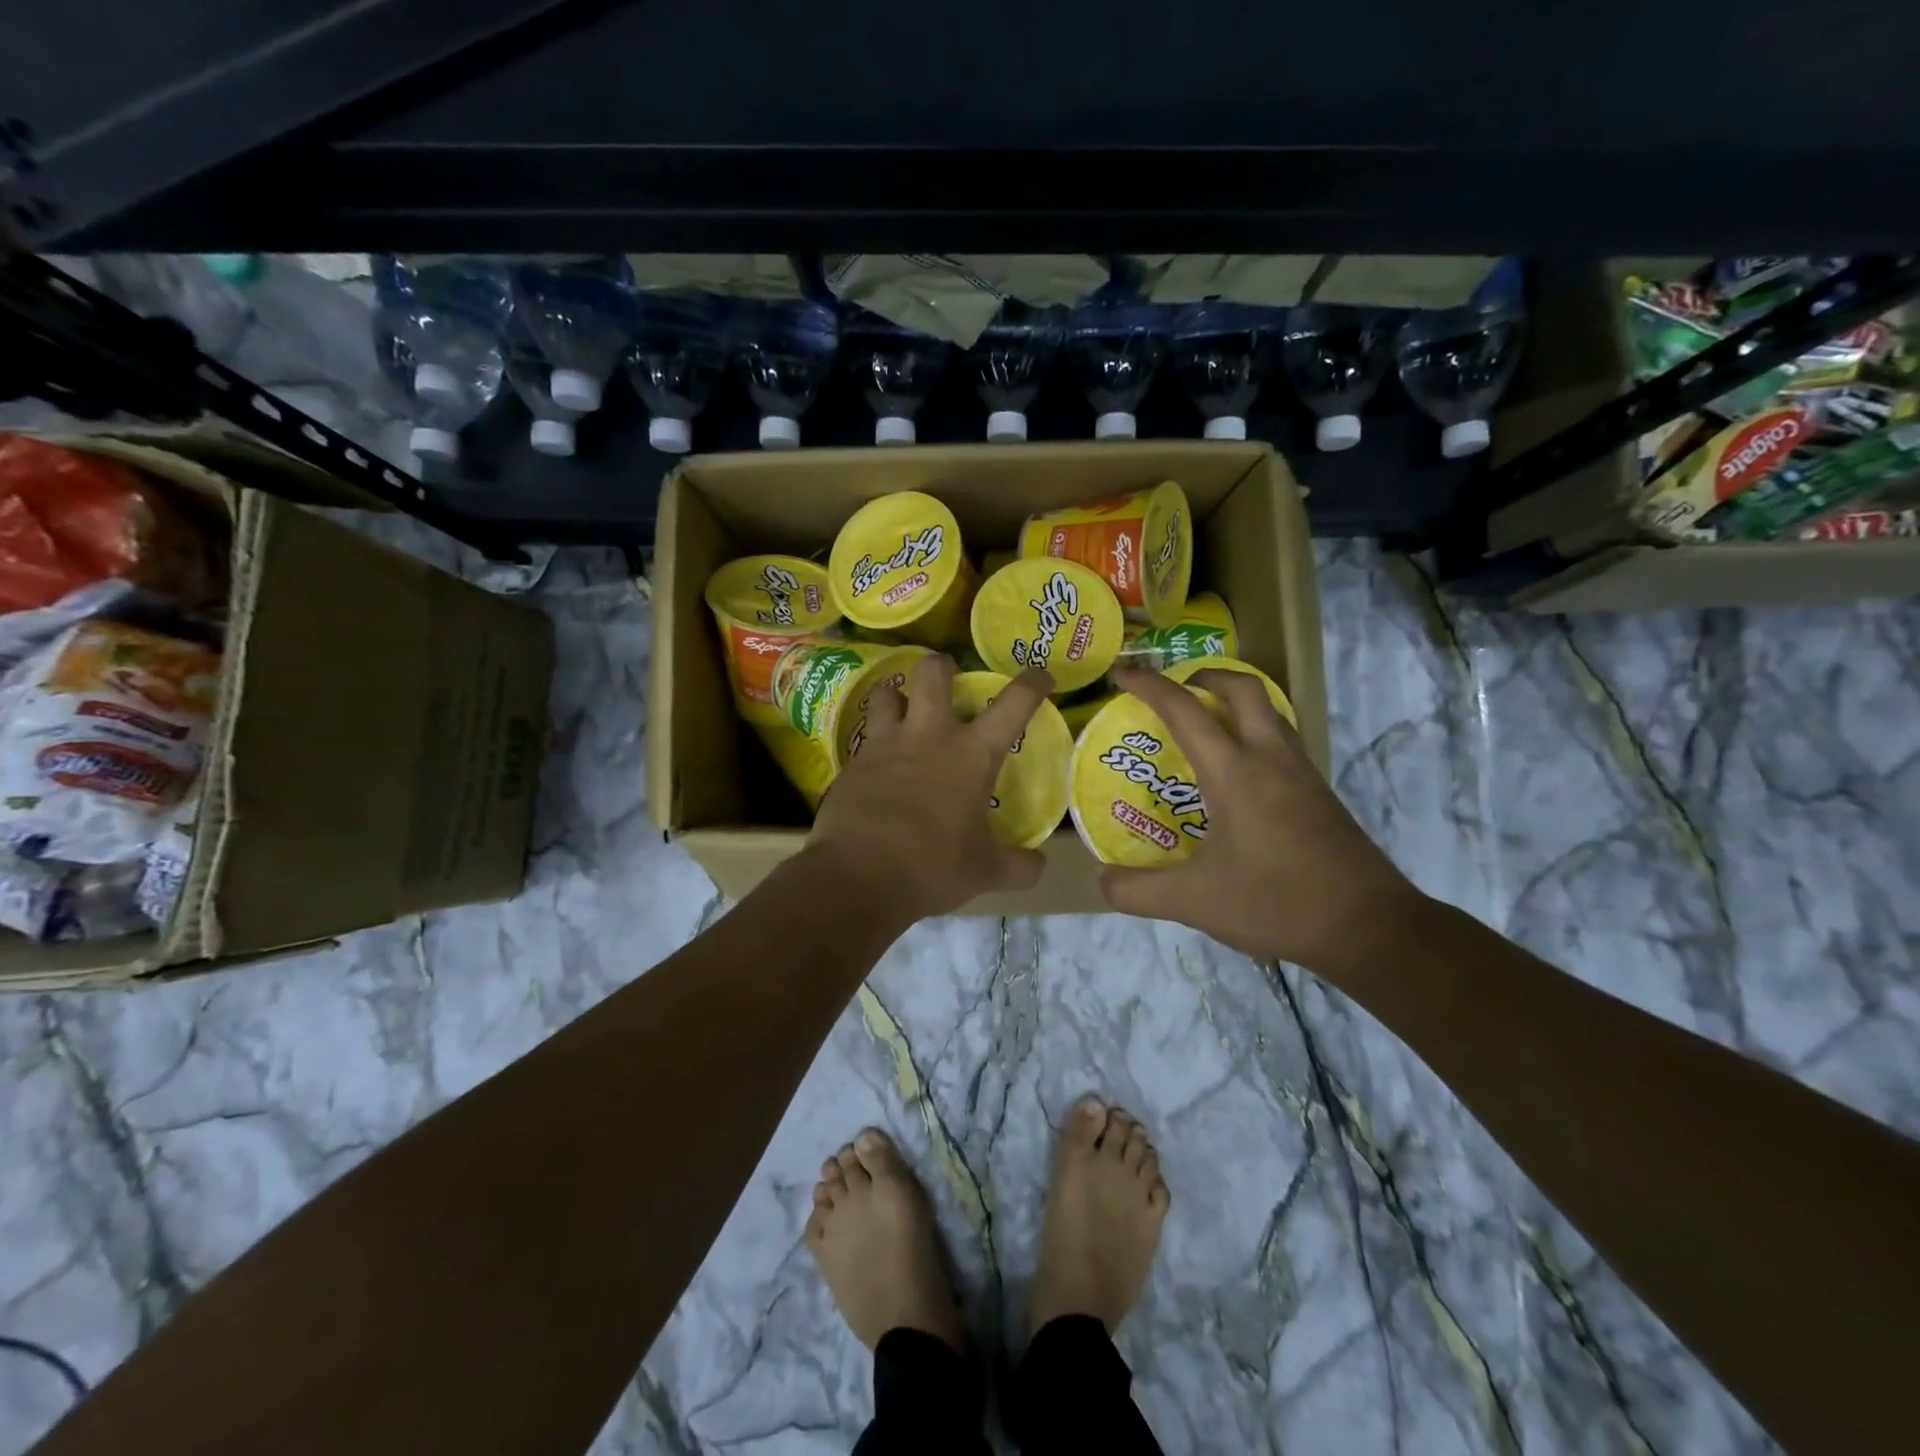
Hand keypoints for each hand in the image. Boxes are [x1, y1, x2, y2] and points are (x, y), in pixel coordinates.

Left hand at [808, 654, 1052, 921]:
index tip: (1041, 677)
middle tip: (948, 679)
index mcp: (972, 754)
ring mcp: (886, 744)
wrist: (858, 876)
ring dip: (897, 694)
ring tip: (903, 709)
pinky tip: (879, 761)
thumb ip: (1018, 866)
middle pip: (933, 672)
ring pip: (887, 693)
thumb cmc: (932, 867)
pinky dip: (875, 738)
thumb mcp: (986, 871)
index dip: (1032, 684)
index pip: (1013, 704)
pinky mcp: (854, 762)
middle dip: (942, 666)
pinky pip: (865, 735)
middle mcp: (929, 735)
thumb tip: (1038, 865)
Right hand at [1098, 667, 1424, 973]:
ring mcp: (1302, 774)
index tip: (1121, 675)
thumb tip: (1100, 880)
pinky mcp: (1320, 794)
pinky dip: (1255, 733)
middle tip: (1176, 691)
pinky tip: (1240, 773)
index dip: (1149, 686)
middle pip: (1242, 689)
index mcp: (1235, 773)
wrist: (1369, 928)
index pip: (1185, 711)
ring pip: (1270, 712)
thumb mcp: (1194, 902)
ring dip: (1235, 702)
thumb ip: (1138, 891)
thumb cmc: (1276, 903)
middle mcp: (1271, 759)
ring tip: (1205, 724)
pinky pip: (1282, 741)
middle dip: (1205, 676)